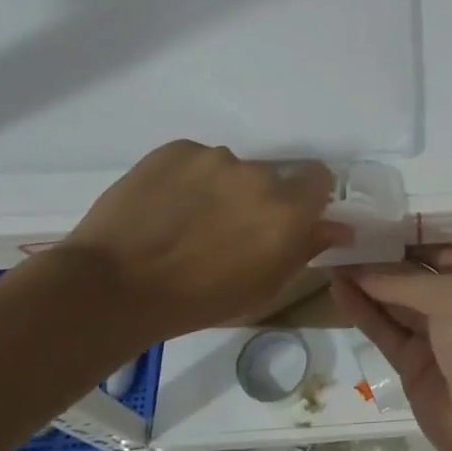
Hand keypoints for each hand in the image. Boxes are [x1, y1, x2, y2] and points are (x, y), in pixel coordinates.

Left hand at [59, 141, 349, 338]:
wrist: (112, 287)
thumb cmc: (197, 300)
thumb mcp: (264, 287)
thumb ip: (305, 249)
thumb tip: (339, 227)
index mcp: (287, 210)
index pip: (320, 177)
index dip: (307, 195)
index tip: (289, 216)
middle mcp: (258, 174)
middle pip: (271, 177)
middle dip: (258, 199)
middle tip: (229, 229)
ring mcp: (213, 158)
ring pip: (230, 169)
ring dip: (221, 189)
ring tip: (187, 221)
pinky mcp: (175, 149)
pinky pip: (195, 161)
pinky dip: (188, 180)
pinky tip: (164, 208)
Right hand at [329, 245, 451, 450]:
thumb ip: (403, 281)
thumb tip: (358, 269)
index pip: (433, 250)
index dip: (400, 238)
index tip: (363, 224)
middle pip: (410, 274)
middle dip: (377, 259)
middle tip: (336, 241)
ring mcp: (433, 335)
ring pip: (392, 302)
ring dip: (364, 283)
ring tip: (328, 261)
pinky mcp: (412, 364)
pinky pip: (384, 330)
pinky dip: (362, 311)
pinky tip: (338, 291)